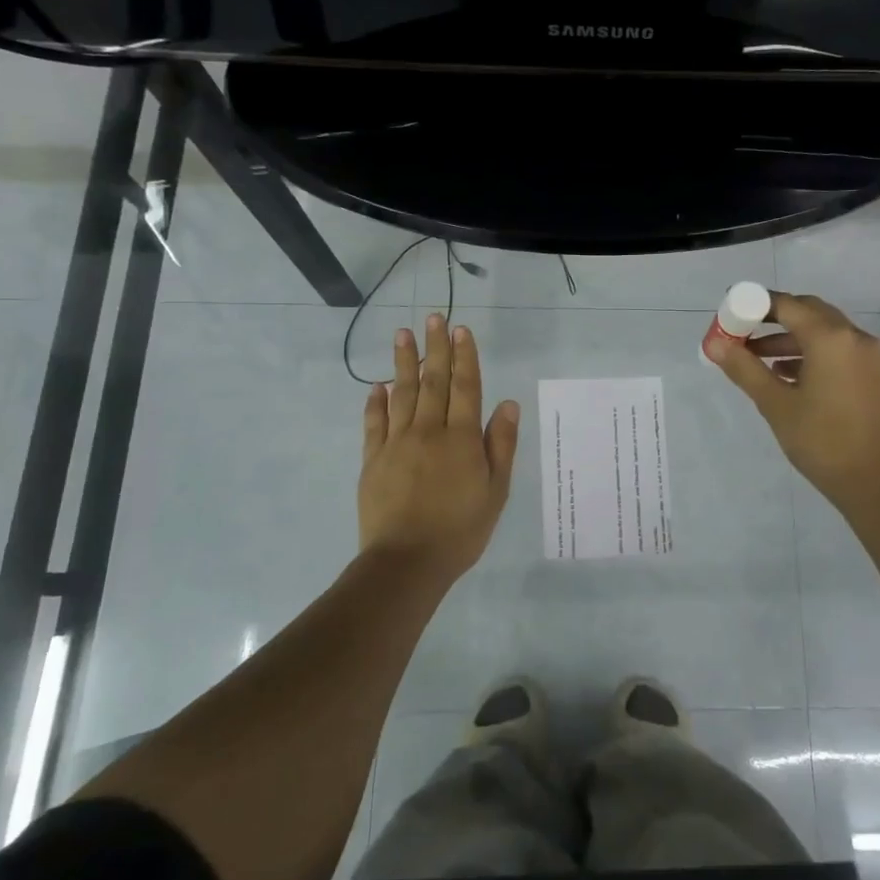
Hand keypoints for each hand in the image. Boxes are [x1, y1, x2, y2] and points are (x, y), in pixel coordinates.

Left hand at [359, 314, 519, 583]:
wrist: (407, 562)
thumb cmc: (460, 530)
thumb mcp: (496, 491)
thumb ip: (501, 445)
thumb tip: (507, 404)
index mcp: (461, 439)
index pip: (465, 387)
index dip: (465, 357)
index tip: (462, 330)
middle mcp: (428, 431)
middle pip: (433, 381)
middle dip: (435, 347)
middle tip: (434, 317)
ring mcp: (396, 443)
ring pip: (401, 393)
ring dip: (403, 362)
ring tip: (403, 334)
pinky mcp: (372, 460)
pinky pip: (374, 423)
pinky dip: (376, 402)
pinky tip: (377, 386)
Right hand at [712, 291, 879, 508]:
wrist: (874, 482)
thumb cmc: (821, 440)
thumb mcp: (775, 404)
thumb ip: (744, 369)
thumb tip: (714, 344)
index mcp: (831, 338)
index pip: (787, 305)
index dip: (755, 304)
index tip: (729, 310)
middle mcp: (853, 336)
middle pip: (807, 311)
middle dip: (771, 317)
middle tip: (740, 329)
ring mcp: (866, 355)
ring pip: (821, 330)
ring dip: (787, 337)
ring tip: (752, 355)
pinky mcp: (869, 373)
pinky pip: (834, 348)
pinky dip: (807, 351)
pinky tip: (782, 372)